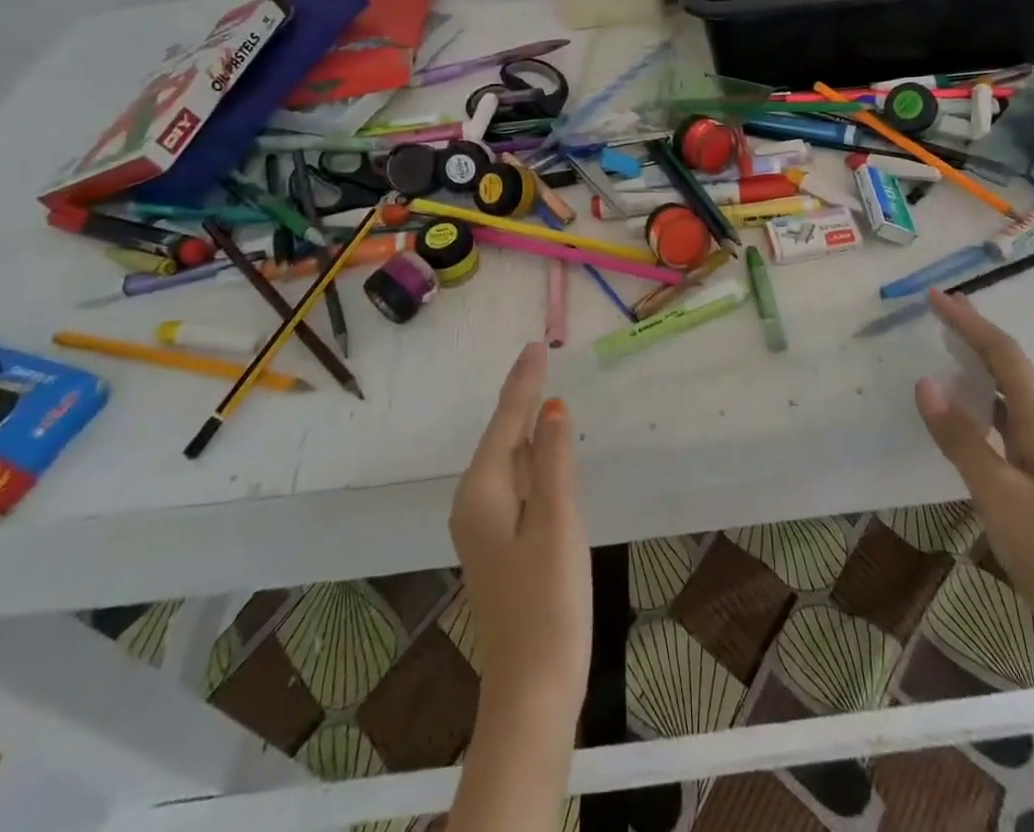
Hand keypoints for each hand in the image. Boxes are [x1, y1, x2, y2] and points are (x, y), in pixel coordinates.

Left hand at [450, 341, 590, 726]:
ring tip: (542, 390)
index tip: (535, 345)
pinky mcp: (500, 544)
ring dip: (525, 425)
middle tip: (539, 358)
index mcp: (483, 491)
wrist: (532, 687)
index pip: (506, 422)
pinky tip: (544, 449)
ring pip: (507, 460)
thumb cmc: (548, 601)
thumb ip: (555, 460)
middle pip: (501, 437)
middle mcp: (474, 502)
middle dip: (520, 397)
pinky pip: (514, 482)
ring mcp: (485, 527)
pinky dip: (531, 456)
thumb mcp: (558, 521)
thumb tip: (552, 408)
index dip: (523, 383)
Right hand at [914, 290, 1033, 673]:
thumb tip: (925, 381)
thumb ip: (961, 437)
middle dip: (975, 334)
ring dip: (979, 365)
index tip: (935, 297)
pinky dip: (982, 402)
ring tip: (946, 350)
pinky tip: (965, 416)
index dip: (970, 322)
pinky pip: (1007, 421)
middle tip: (939, 312)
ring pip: (1010, 393)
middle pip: (1010, 366)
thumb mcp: (998, 494)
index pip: (1004, 355)